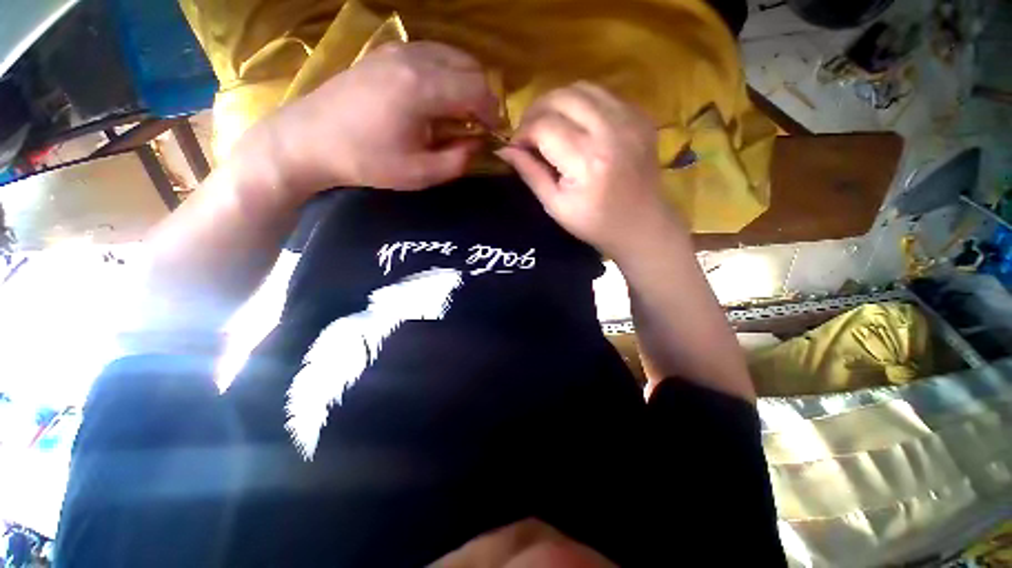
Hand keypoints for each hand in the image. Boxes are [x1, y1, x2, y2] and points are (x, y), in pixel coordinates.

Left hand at [253, 42, 500, 194]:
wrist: (310, 139)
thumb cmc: (366, 162)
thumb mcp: (420, 174)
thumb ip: (458, 160)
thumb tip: (478, 144)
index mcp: (423, 88)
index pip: (478, 89)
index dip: (493, 113)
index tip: (494, 134)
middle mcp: (414, 58)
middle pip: (470, 66)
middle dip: (483, 96)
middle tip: (479, 125)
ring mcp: (397, 50)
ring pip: (452, 55)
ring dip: (466, 82)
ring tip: (461, 113)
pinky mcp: (386, 53)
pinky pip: (432, 54)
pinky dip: (447, 73)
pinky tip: (438, 98)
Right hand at [497, 82, 675, 259]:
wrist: (641, 224)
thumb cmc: (594, 223)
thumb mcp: (555, 206)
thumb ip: (530, 173)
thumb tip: (504, 150)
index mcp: (586, 160)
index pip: (543, 126)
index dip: (523, 133)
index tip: (517, 147)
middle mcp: (610, 131)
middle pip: (561, 97)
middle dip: (536, 111)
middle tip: (530, 134)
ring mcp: (630, 119)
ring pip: (581, 88)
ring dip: (557, 103)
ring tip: (550, 126)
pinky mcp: (640, 116)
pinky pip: (603, 94)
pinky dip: (582, 104)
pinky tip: (577, 125)